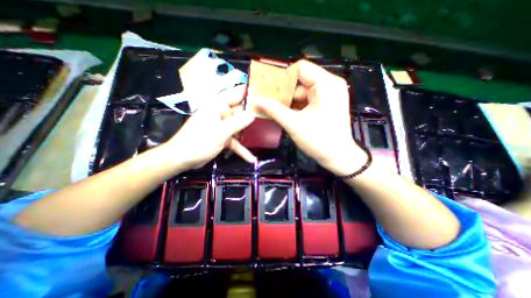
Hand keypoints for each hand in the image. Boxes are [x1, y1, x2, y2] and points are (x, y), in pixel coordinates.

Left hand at [166, 85, 257, 170]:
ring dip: (250, 133)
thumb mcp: (219, 133)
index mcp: (218, 107)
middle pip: (241, 112)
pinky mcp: (223, 137)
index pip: (236, 94)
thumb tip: (253, 114)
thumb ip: (237, 123)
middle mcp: (222, 114)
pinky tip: (252, 159)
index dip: (250, 93)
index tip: (266, 95)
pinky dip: (242, 149)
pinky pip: (235, 141)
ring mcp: (223, 126)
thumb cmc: (197, 143)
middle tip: (271, 119)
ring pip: (240, 127)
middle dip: (254, 116)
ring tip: (265, 136)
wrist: (181, 160)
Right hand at [252, 60, 370, 176]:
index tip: (269, 89)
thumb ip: (273, 110)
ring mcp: (329, 95)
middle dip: (284, 91)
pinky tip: (285, 112)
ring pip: (303, 91)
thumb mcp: (294, 124)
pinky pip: (307, 100)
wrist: (338, 157)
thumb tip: (255, 100)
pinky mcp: (327, 104)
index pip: (300, 68)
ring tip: (273, 108)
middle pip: (301, 81)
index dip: (283, 77)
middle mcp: (330, 85)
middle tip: (267, 100)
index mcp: (326, 84)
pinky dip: (296, 105)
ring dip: (288, 100)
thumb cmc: (319, 140)